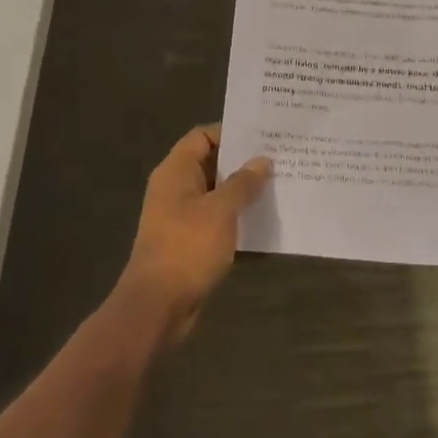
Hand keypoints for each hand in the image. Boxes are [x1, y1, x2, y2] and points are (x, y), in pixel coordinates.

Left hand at [120, 125, 270, 345]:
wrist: (157, 305)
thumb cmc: (187, 248)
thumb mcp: (220, 211)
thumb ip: (242, 183)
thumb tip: (262, 161)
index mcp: (176, 171)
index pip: (203, 136)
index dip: (231, 132)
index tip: (263, 136)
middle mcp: (176, 188)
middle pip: (211, 162)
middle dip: (242, 161)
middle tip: (279, 158)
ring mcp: (181, 215)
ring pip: (216, 192)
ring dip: (242, 190)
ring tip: (278, 184)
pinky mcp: (189, 241)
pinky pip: (216, 218)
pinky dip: (236, 216)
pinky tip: (263, 218)